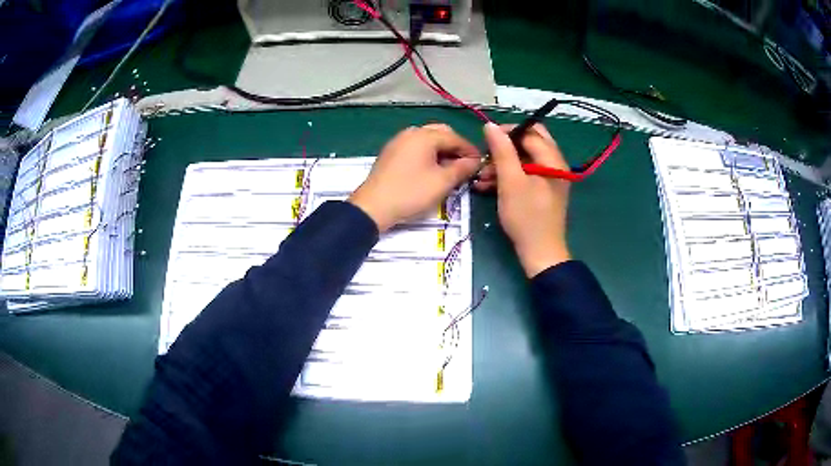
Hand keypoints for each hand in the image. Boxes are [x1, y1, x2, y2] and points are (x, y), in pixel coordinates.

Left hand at [349, 124, 480, 232]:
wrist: (373, 207)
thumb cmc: (411, 193)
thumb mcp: (442, 182)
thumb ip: (462, 169)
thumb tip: (475, 161)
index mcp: (424, 135)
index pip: (455, 137)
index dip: (470, 151)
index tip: (481, 164)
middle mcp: (411, 132)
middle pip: (441, 134)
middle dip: (455, 148)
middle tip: (465, 166)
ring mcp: (398, 141)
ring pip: (427, 140)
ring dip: (442, 151)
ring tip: (450, 170)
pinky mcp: (391, 153)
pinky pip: (415, 148)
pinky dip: (428, 155)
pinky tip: (431, 170)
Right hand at [476, 123, 570, 277]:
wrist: (540, 254)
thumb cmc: (526, 217)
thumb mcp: (511, 182)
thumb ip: (502, 151)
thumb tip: (491, 125)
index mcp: (552, 160)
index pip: (530, 132)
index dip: (507, 132)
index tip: (485, 141)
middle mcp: (554, 164)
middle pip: (529, 143)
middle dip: (505, 147)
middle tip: (487, 156)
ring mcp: (549, 178)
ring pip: (525, 159)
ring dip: (503, 164)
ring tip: (481, 176)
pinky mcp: (542, 190)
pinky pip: (525, 174)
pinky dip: (508, 177)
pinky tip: (488, 185)